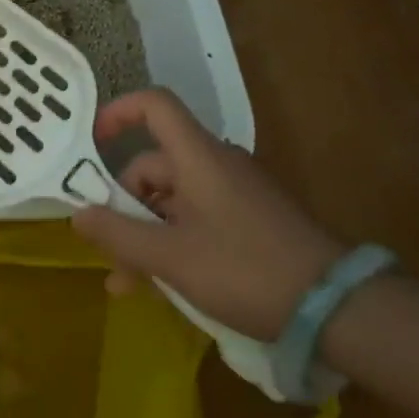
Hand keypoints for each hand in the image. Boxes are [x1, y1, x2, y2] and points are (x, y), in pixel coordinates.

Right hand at [71, 89, 343, 340]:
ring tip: (130, 284)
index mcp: (197, 156)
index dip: (118, 112)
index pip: (154, 105)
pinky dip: (175, 241)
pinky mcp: (251, 220)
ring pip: (173, 199)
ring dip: (147, 233)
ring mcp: (236, 192)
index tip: (92, 143)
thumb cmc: (247, 271)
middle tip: (109, 250)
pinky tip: (166, 284)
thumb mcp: (172, 258)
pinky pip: (198, 217)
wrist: (341, 311)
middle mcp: (216, 163)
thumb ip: (119, 235)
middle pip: (155, 163)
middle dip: (125, 205)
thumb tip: (77, 215)